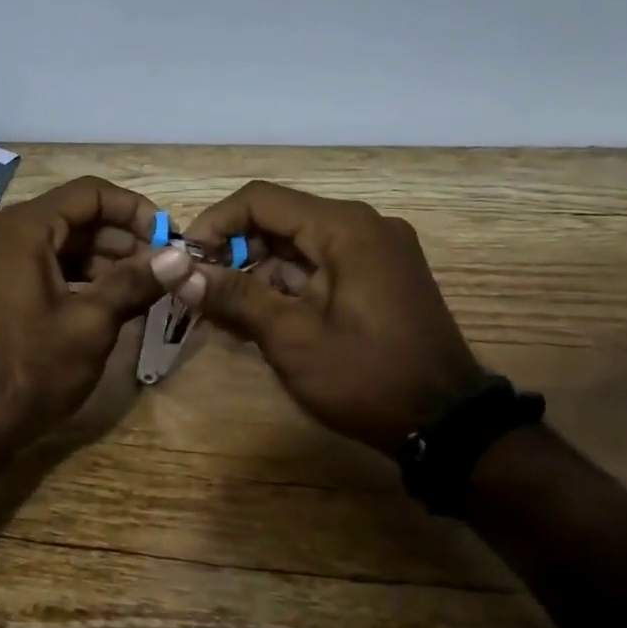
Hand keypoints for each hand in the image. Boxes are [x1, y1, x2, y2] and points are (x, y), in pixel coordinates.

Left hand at [0, 176, 164, 456]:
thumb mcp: (90, 324)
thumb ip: (135, 282)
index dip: (134, 209)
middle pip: (73, 216)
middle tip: (161, 267)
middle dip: (121, 237)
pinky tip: (105, 303)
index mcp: (24, 228)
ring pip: (58, 244)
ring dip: (101, 259)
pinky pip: (41, 267)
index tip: (167, 237)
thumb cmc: (29, 369)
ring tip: (142, 287)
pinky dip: (76, 277)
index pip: (89, 193)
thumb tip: (181, 257)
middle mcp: (3, 235)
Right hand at [152, 180, 482, 454]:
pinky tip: (263, 317)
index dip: (215, 223)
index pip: (260, 200)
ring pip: (298, 244)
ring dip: (258, 272)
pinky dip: (288, 284)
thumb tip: (176, 270)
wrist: (450, 427)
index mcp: (344, 227)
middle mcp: (362, 225)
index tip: (186, 260)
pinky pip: (320, 263)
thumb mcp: (291, 338)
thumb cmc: (367, 377)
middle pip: (279, 219)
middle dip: (234, 252)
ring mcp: (376, 249)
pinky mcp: (381, 274)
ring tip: (226, 313)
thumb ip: (233, 295)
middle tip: (201, 291)